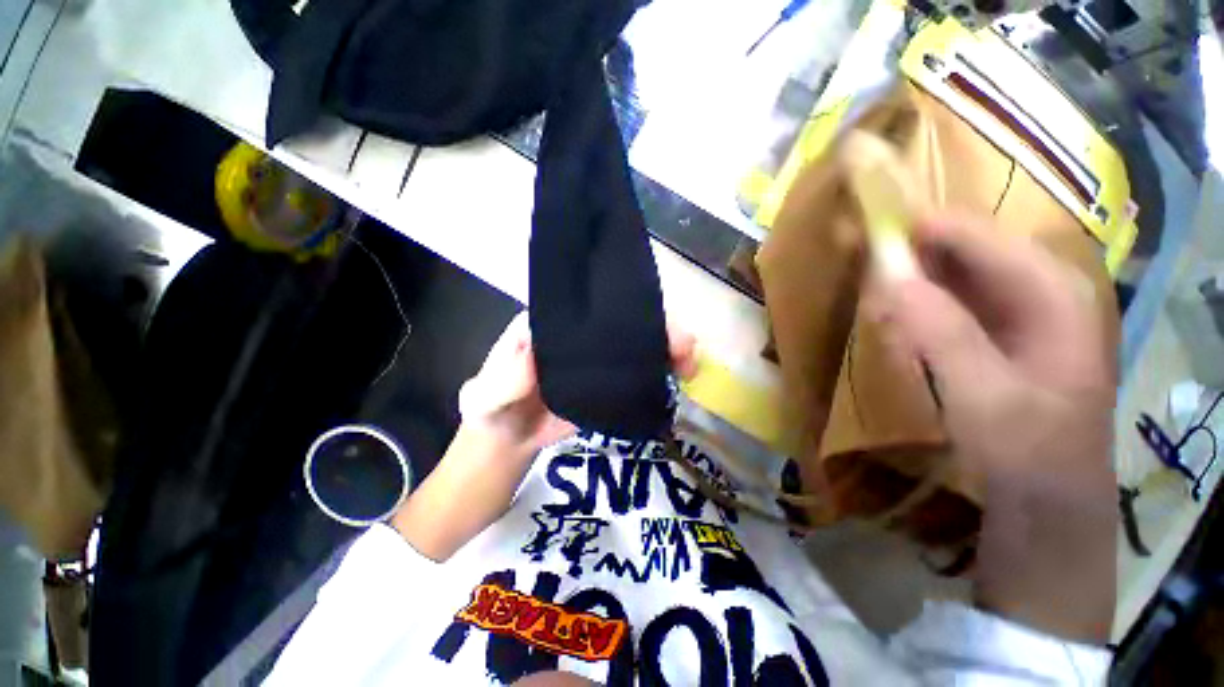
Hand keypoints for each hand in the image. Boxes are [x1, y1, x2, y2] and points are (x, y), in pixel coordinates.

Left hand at [459, 312, 698, 456]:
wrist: (508, 440)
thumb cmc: (492, 407)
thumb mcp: (487, 394)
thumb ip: (504, 379)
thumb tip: (538, 358)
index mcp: (555, 324)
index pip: (595, 304)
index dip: (625, 306)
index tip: (653, 318)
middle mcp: (582, 335)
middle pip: (626, 322)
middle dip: (659, 328)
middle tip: (684, 347)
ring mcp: (599, 360)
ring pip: (638, 346)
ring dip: (667, 350)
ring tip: (689, 365)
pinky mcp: (609, 385)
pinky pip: (639, 374)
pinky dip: (661, 374)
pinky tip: (678, 380)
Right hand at [866, 213, 1117, 642]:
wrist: (1048, 503)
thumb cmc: (1028, 454)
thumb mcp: (985, 397)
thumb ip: (940, 331)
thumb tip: (886, 273)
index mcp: (1050, 291)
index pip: (971, 234)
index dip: (913, 226)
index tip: (856, 227)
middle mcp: (1036, 287)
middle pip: (963, 245)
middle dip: (904, 245)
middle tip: (848, 248)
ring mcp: (1015, 309)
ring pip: (952, 269)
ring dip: (904, 269)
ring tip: (857, 271)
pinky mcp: (993, 331)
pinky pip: (948, 297)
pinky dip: (913, 295)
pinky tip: (886, 305)